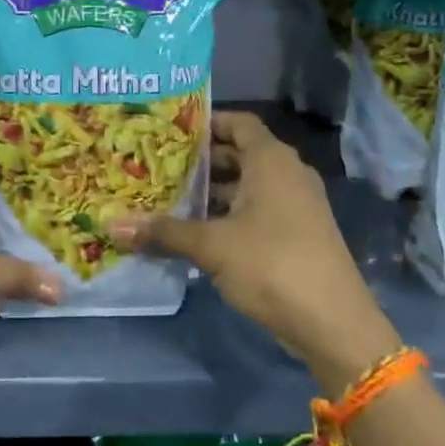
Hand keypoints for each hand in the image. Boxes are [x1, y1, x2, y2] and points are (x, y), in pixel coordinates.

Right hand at [110, 111, 401, 392]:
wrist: (333, 323)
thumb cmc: (271, 264)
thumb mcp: (212, 246)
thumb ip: (164, 232)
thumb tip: (111, 225)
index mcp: (271, 160)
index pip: (238, 122)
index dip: (207, 122)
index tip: (171, 130)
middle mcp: (287, 174)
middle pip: (240, 154)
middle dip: (202, 161)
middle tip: (160, 165)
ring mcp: (297, 205)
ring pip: (248, 186)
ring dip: (214, 192)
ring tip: (170, 198)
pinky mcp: (298, 234)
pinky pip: (258, 210)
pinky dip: (230, 214)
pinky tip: (198, 233)